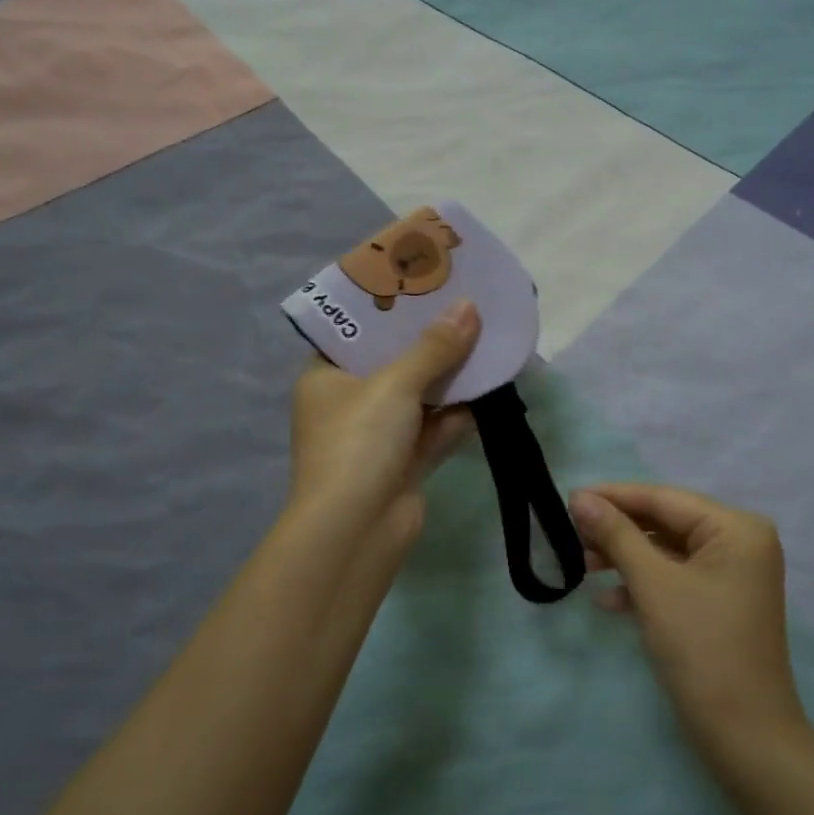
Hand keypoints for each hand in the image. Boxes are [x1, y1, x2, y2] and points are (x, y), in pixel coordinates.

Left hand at [287, 299, 480, 560]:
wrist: (355, 532)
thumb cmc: (358, 443)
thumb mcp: (394, 385)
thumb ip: (434, 347)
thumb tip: (469, 308)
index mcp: (325, 376)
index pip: (355, 331)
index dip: (388, 307)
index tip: (422, 282)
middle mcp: (348, 403)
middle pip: (393, 361)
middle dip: (429, 340)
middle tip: (462, 304)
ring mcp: (377, 436)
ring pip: (419, 396)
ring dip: (449, 376)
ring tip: (485, 338)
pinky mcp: (404, 463)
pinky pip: (434, 428)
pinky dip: (457, 413)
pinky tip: (488, 388)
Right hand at [570, 484, 809, 763]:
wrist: (746, 737)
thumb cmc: (702, 649)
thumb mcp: (653, 585)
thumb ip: (617, 535)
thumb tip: (580, 497)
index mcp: (736, 528)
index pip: (665, 499)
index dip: (615, 496)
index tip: (569, 496)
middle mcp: (740, 542)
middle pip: (666, 523)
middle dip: (618, 531)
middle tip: (571, 533)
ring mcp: (732, 575)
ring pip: (667, 552)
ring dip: (626, 558)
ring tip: (582, 564)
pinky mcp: (720, 603)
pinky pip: (676, 578)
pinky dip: (644, 584)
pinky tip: (608, 600)